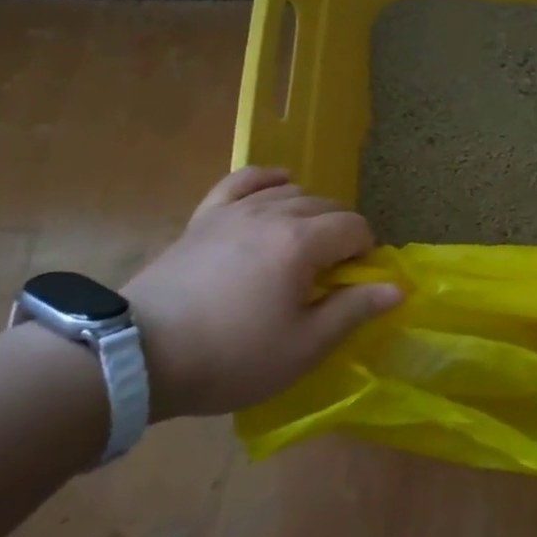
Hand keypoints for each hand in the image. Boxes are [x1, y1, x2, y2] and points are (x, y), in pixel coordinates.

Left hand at [122, 168, 401, 419]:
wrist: (139, 356)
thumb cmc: (231, 355)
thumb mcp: (303, 346)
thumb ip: (354, 310)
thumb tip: (397, 288)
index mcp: (302, 242)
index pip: (355, 228)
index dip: (364, 254)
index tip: (352, 286)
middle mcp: (273, 213)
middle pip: (327, 206)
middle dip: (341, 235)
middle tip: (330, 276)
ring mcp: (235, 211)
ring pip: (292, 193)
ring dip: (310, 215)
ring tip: (303, 248)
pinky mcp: (205, 217)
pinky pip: (244, 181)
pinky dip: (267, 180)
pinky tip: (279, 185)